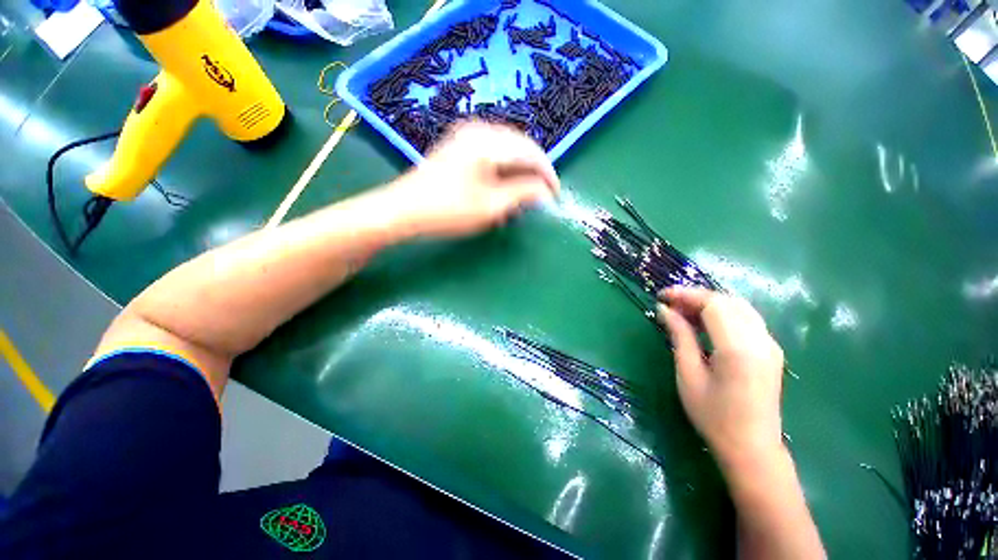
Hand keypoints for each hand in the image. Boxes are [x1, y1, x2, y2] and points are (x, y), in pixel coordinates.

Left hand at [387, 121, 559, 237]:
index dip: (547, 174)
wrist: (403, 210)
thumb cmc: (448, 210)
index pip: (531, 152)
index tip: (555, 195)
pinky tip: (501, 189)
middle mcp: (479, 129)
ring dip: (517, 173)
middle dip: (533, 173)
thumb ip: (523, 193)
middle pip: (519, 147)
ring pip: (506, 151)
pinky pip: (491, 154)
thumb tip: (545, 190)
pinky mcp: (458, 146)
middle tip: (538, 198)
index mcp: (488, 141)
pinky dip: (502, 172)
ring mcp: (466, 135)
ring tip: (520, 197)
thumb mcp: (491, 206)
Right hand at [656, 287, 785, 470]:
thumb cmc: (713, 416)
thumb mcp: (688, 375)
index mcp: (739, 348)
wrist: (752, 449)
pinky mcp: (770, 350)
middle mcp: (760, 340)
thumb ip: (680, 336)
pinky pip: (746, 319)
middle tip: (669, 305)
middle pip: (727, 301)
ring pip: (739, 307)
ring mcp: (770, 344)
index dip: (685, 295)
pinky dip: (723, 313)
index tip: (661, 297)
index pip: (713, 304)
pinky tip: (704, 323)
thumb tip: (664, 310)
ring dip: (709, 303)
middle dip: (695, 297)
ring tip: (683, 312)